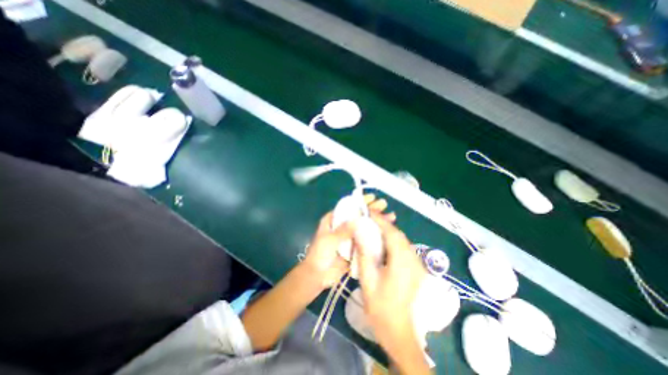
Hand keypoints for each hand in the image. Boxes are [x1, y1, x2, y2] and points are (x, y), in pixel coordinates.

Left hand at [300, 195, 392, 287]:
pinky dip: (375, 237)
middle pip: (358, 215)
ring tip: (391, 217)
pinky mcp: (355, 247)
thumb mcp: (330, 239)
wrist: (318, 275)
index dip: (360, 201)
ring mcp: (350, 237)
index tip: (372, 198)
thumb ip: (344, 230)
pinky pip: (366, 240)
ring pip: (364, 227)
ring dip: (376, 222)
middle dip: (371, 210)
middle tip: (384, 205)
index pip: (348, 206)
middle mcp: (342, 226)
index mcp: (333, 220)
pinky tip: (387, 233)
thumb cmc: (320, 253)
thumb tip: (359, 219)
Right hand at [355, 217, 427, 345]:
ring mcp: (417, 265)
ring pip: (402, 241)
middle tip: (368, 220)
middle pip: (399, 235)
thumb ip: (364, 253)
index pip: (391, 232)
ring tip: (373, 229)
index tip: (368, 212)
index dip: (380, 220)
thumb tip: (359, 232)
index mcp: (402, 261)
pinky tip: (383, 244)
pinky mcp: (416, 269)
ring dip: (389, 232)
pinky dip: (393, 242)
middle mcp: (413, 259)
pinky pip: (404, 248)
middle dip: (384, 224)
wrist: (399, 332)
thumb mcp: (368, 279)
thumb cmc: (380, 307)